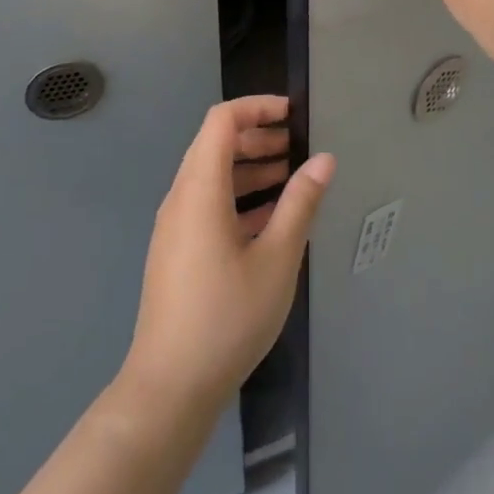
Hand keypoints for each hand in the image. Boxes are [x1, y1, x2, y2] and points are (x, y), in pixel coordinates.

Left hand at [121, 97, 333, 417]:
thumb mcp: (277, 259)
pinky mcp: (176, 250)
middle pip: (214, 146)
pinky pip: (207, 205)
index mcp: (200, 190)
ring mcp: (175, 226)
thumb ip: (300, 203)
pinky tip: (271, 219)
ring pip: (211, 177)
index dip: (256, 107)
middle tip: (297, 147)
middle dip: (257, 138)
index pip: (221, 121)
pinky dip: (238, 198)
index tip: (293, 115)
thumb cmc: (228, 316)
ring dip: (249, 169)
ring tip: (292, 178)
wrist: (171, 385)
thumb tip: (323, 159)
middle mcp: (180, 199)